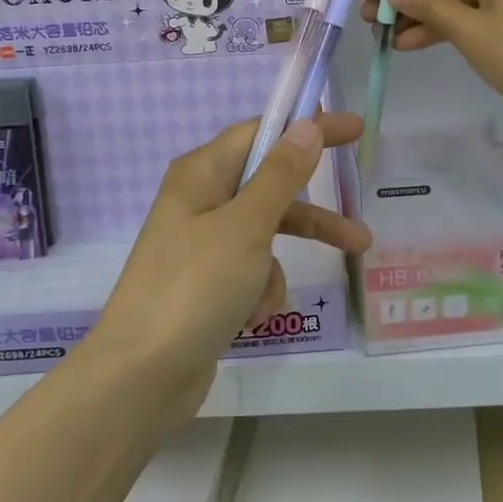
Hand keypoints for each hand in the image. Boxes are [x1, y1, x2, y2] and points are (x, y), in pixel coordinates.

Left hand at [84, 113, 370, 424]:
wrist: (141, 377)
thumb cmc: (195, 287)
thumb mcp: (246, 226)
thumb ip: (281, 175)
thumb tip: (306, 124)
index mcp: (201, 174)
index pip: (260, 133)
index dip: (305, 127)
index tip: (350, 128)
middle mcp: (200, 202)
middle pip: (268, 187)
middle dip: (312, 207)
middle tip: (361, 208)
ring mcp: (202, 246)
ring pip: (265, 235)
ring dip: (285, 260)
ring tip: (326, 282)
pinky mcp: (207, 285)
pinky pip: (251, 273)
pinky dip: (260, 291)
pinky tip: (251, 317)